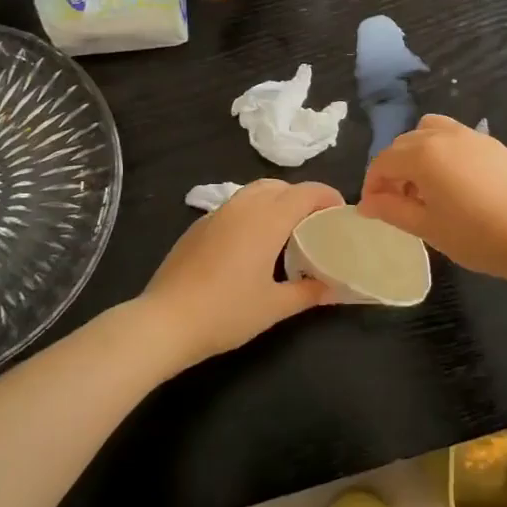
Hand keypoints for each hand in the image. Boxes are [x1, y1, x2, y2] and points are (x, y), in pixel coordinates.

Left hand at [138, 179, 342, 366]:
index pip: (306, 192)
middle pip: (280, 186)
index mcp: (267, 219)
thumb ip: (308, 292)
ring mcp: (217, 213)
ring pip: (254, 191)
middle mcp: (244, 206)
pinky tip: (251, 245)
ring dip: (276, 201)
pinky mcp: (199, 226)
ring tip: (285, 232)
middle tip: (315, 224)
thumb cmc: (226, 312)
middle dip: (302, 197)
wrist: (165, 321)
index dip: (327, 196)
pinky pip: (235, 206)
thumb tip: (332, 288)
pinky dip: (253, 213)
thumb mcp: (274, 307)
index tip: (340, 213)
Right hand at [359, 115, 506, 284]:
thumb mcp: (428, 228)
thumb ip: (392, 210)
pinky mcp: (494, 144)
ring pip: (430, 131)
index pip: (383, 162)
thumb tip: (366, 203)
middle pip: (404, 143)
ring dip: (418, 153)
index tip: (374, 209)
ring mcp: (472, 136)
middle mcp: (443, 136)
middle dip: (394, 170)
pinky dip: (443, 152)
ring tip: (427, 187)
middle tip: (399, 203)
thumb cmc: (477, 236)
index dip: (372, 185)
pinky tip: (457, 184)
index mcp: (422, 154)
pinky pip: (456, 138)